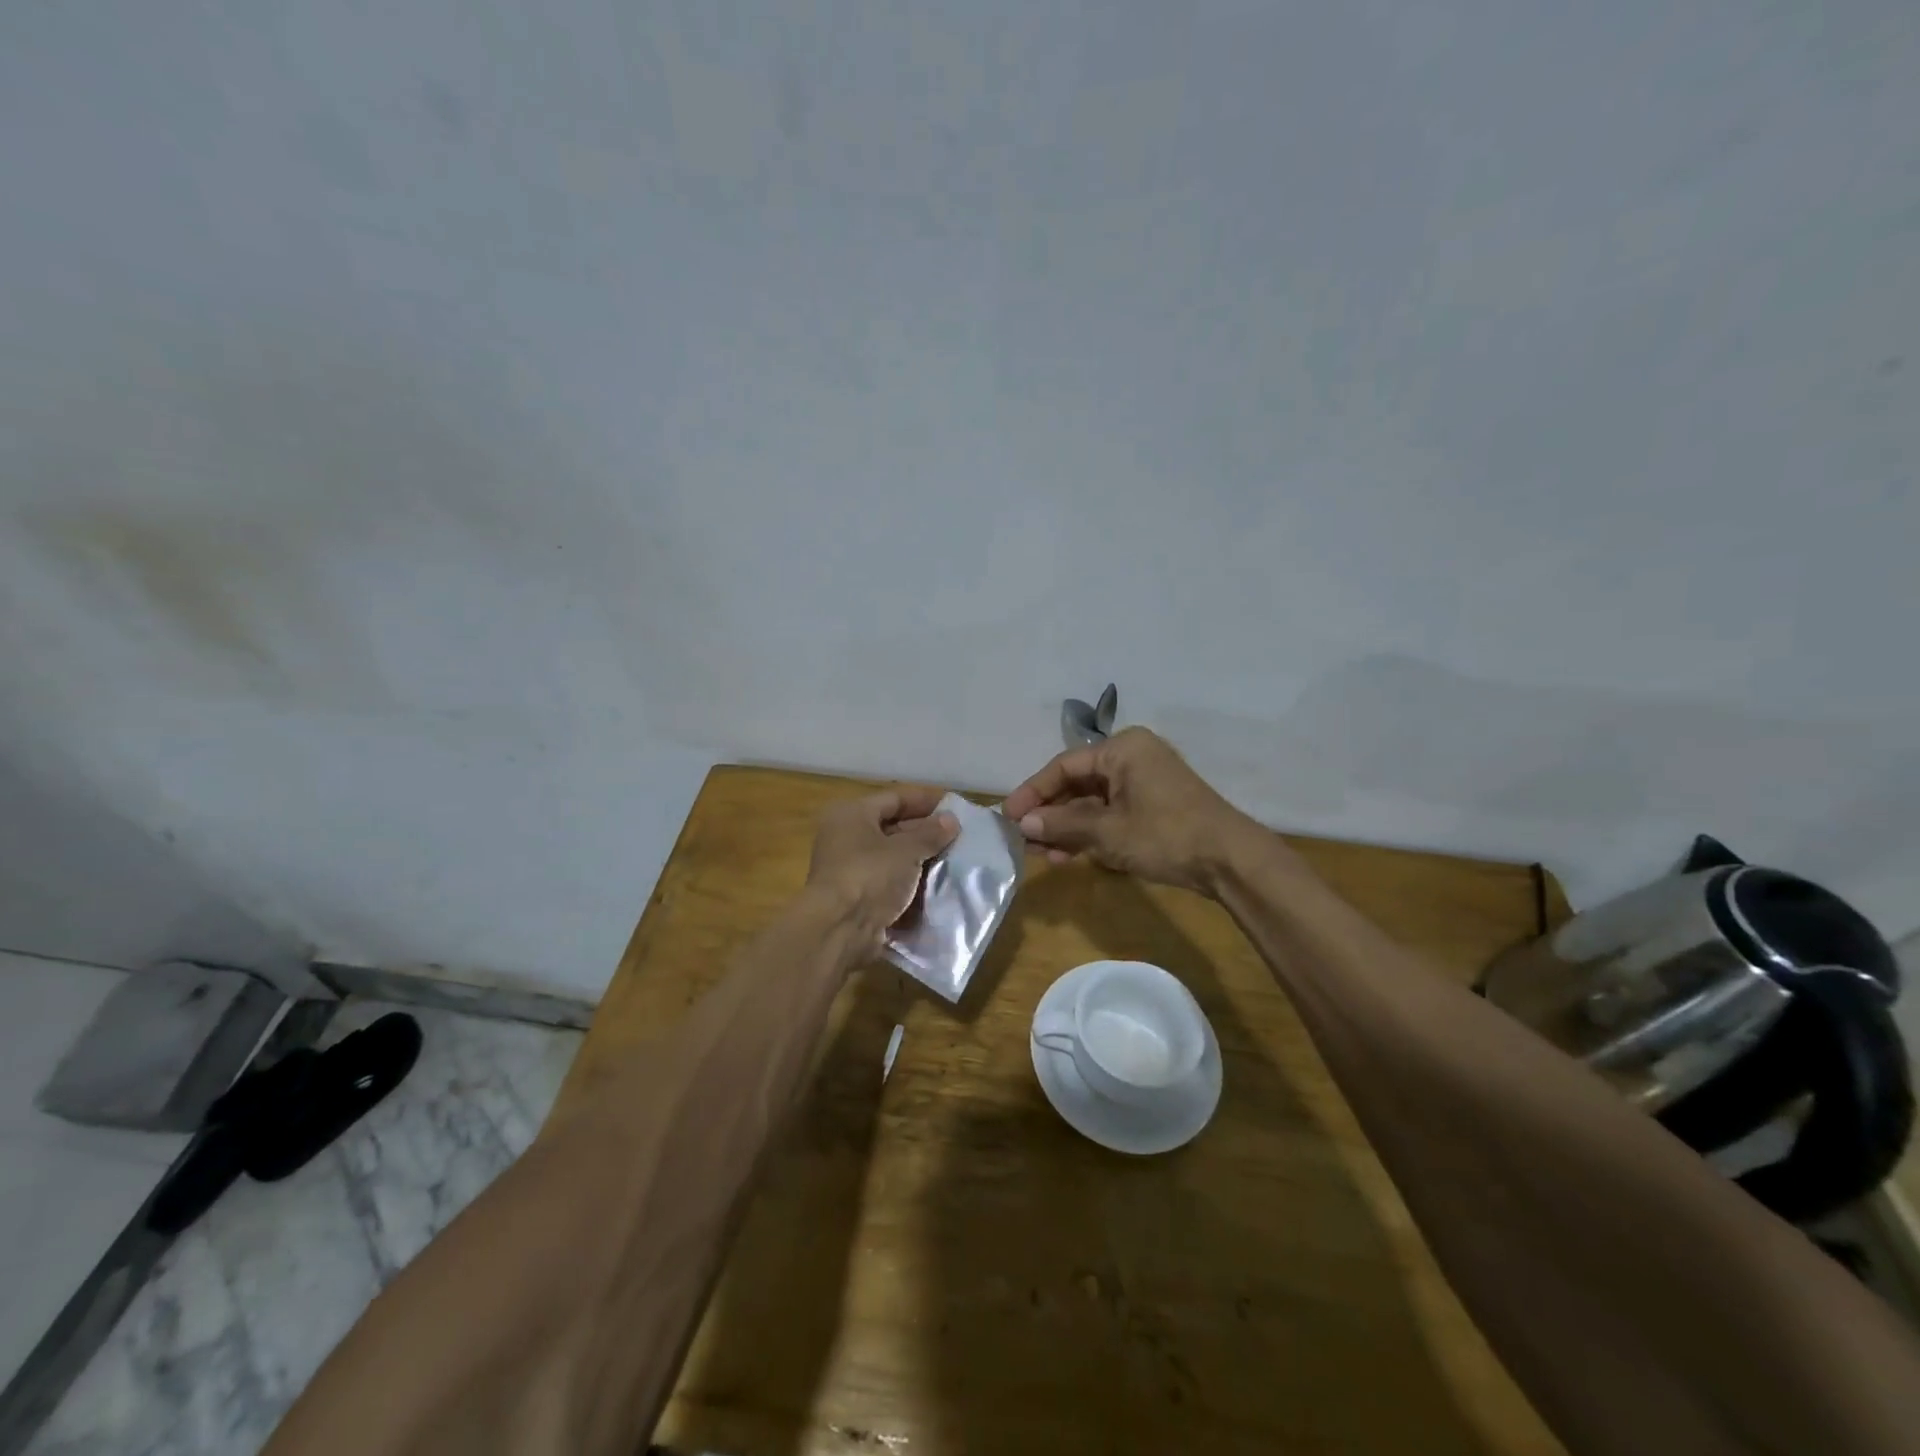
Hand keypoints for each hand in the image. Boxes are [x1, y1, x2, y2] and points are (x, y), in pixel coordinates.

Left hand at [806, 787, 959, 948]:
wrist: (839, 930)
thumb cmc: (869, 875)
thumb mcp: (905, 850)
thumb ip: (930, 834)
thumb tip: (951, 820)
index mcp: (851, 815)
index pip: (894, 798)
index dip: (925, 801)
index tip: (954, 807)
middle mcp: (845, 838)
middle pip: (892, 828)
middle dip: (925, 833)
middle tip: (958, 837)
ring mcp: (849, 870)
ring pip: (891, 858)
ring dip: (919, 861)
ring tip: (953, 861)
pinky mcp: (856, 898)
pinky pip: (888, 884)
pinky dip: (909, 885)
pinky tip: (936, 887)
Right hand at [1003, 728, 1268, 894]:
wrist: (1230, 860)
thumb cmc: (1165, 835)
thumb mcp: (1108, 832)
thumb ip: (1062, 824)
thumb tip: (1023, 824)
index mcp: (1122, 749)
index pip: (1064, 767)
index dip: (1033, 792)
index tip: (1008, 817)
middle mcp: (1132, 757)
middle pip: (1078, 783)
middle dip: (1050, 813)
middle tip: (1023, 839)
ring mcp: (1145, 781)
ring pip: (1093, 802)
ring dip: (1068, 827)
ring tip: (1044, 855)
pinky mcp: (1154, 805)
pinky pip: (1112, 812)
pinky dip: (1091, 832)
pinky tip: (1070, 855)